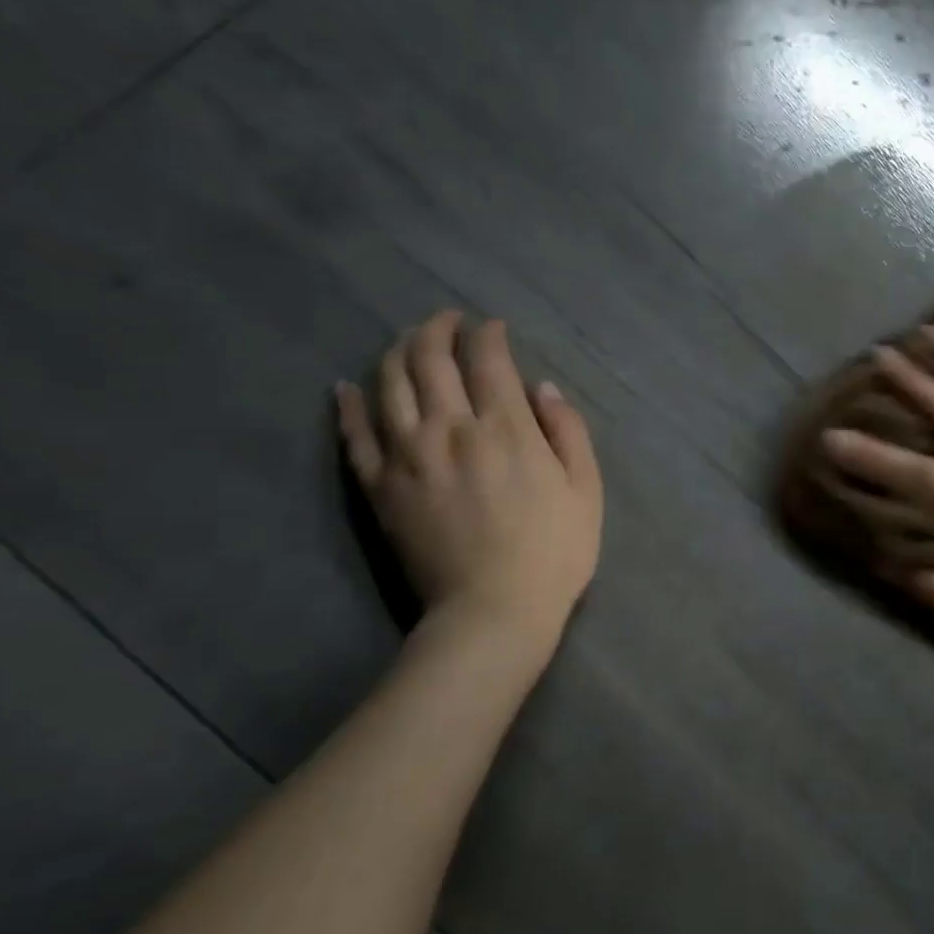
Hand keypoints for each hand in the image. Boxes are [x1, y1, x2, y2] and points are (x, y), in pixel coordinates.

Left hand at [335, 312, 602, 651]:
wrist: (493, 612)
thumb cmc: (553, 552)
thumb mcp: (586, 490)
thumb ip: (568, 432)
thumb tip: (543, 387)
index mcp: (506, 428)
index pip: (488, 359)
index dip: (489, 334)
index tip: (493, 327)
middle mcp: (451, 429)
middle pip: (432, 359)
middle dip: (438, 329)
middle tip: (447, 320)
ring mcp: (408, 456)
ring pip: (390, 384)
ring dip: (398, 352)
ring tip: (408, 342)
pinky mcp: (380, 487)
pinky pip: (355, 435)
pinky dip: (349, 405)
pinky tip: (347, 387)